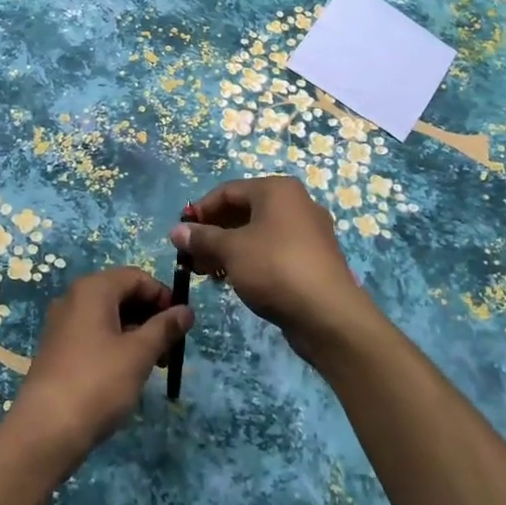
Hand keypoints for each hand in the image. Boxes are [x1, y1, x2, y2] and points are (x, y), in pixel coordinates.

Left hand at [9, 267, 191, 473]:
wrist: (45, 431)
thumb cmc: (98, 383)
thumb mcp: (139, 354)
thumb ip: (165, 328)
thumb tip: (187, 311)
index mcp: (93, 289)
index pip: (137, 277)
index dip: (163, 296)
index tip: (181, 324)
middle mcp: (74, 298)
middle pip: (122, 294)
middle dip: (151, 316)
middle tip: (171, 348)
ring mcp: (63, 324)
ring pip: (109, 316)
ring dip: (136, 333)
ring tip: (154, 364)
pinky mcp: (58, 349)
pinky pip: (94, 334)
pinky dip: (116, 344)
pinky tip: (128, 372)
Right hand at [169, 176, 374, 364]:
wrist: (328, 314)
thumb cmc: (275, 268)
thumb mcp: (231, 250)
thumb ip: (202, 238)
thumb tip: (176, 230)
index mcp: (277, 190)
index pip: (228, 191)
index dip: (200, 211)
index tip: (181, 234)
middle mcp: (295, 203)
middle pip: (244, 211)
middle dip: (214, 232)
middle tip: (192, 256)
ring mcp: (308, 232)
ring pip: (258, 233)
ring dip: (229, 249)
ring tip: (208, 273)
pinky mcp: (313, 259)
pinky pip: (273, 251)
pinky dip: (251, 260)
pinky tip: (235, 281)